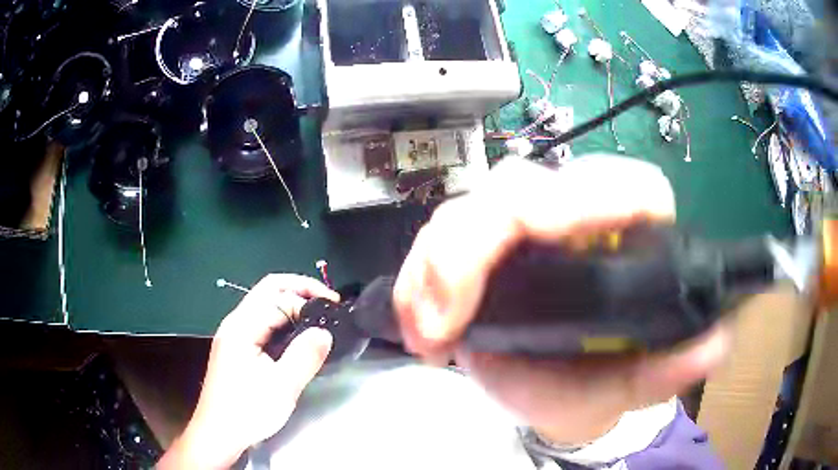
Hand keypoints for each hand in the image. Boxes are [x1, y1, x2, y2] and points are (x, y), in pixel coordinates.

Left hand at [158, 274, 338, 469]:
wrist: (219, 433)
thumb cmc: (247, 411)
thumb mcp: (282, 387)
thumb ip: (305, 356)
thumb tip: (325, 332)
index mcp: (242, 327)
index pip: (277, 296)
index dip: (307, 298)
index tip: (333, 310)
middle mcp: (235, 323)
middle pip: (268, 290)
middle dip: (300, 289)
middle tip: (328, 302)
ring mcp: (234, 335)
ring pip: (264, 305)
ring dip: (292, 303)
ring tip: (317, 317)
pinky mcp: (237, 348)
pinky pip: (262, 322)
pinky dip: (283, 320)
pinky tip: (297, 334)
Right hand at [393, 156, 731, 445]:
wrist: (555, 390)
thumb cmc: (598, 380)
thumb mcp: (634, 385)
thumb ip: (672, 369)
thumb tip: (714, 343)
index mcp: (631, 235)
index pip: (626, 185)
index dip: (588, 193)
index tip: (545, 226)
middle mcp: (577, 217)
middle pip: (523, 186)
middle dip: (477, 240)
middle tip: (448, 316)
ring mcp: (522, 228)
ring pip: (471, 208)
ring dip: (438, 264)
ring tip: (428, 333)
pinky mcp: (480, 245)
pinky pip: (440, 237)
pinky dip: (419, 278)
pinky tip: (419, 326)